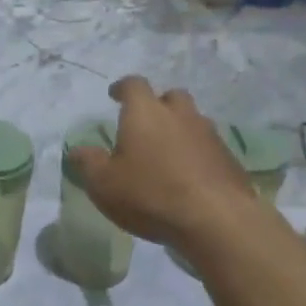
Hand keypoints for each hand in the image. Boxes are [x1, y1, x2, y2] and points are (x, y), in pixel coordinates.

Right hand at [66, 77, 264, 257]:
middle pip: (171, 97)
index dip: (122, 88)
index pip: (133, 85)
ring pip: (193, 121)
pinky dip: (198, 154)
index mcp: (146, 112)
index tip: (115, 95)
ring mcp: (209, 135)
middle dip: (158, 105)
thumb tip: (76, 150)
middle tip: (146, 123)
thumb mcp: (104, 184)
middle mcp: (180, 115)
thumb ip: (88, 163)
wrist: (217, 220)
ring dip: (180, 129)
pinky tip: (190, 176)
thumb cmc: (151, 195)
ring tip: (168, 152)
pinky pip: (209, 147)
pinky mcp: (229, 159)